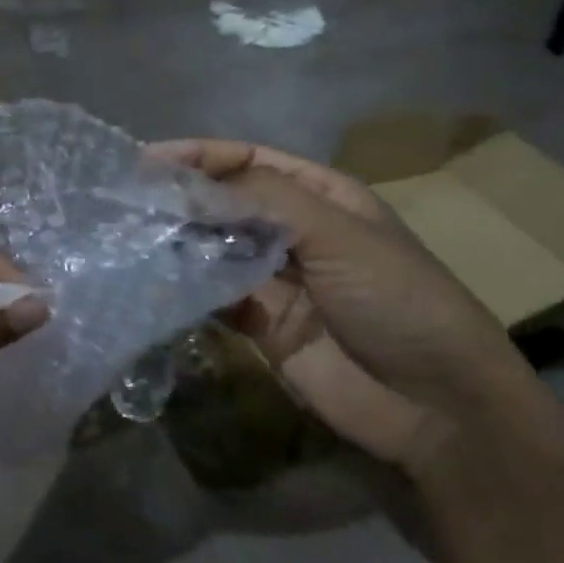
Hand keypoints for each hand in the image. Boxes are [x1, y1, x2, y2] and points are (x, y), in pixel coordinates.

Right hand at [150, 139, 539, 474]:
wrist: (437, 406)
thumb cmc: (399, 299)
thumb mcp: (340, 234)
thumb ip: (265, 200)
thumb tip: (189, 185)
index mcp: (319, 196)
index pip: (248, 160)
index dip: (199, 156)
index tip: (146, 162)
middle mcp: (291, 230)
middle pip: (224, 202)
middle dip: (180, 198)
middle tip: (127, 202)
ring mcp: (273, 278)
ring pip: (212, 247)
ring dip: (176, 241)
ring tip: (130, 238)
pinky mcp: (258, 323)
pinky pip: (212, 295)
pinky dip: (184, 287)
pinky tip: (155, 282)